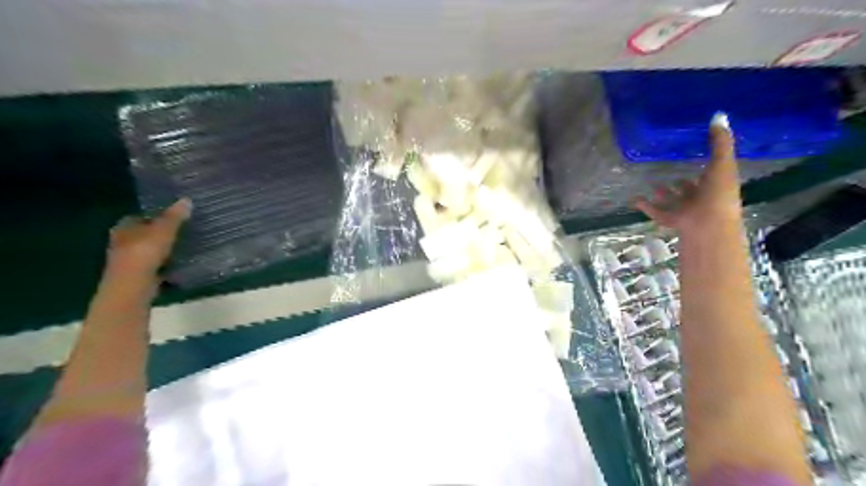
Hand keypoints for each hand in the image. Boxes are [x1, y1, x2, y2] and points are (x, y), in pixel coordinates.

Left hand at [104, 199, 191, 278]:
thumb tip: (186, 199)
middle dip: (157, 234)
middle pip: (141, 234)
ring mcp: (127, 260)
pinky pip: (152, 266)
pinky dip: (162, 265)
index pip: (137, 217)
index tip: (171, 218)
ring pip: (146, 250)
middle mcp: (121, 242)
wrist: (133, 284)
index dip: (153, 217)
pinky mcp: (136, 275)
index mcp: (124, 227)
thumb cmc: (145, 251)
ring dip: (160, 250)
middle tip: (179, 232)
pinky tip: (177, 265)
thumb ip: (175, 216)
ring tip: (181, 248)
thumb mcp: (164, 230)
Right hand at [634, 114, 740, 232]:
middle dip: (680, 185)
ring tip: (653, 186)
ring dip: (663, 195)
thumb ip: (719, 141)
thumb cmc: (717, 193)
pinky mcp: (671, 220)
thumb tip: (719, 115)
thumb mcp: (722, 163)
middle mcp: (701, 199)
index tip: (694, 158)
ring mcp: (685, 211)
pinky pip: (656, 211)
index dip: (705, 168)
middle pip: (689, 191)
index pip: (711, 175)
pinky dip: (646, 206)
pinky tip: (635, 199)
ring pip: (672, 202)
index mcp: (716, 186)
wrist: (707, 224)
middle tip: (669, 175)